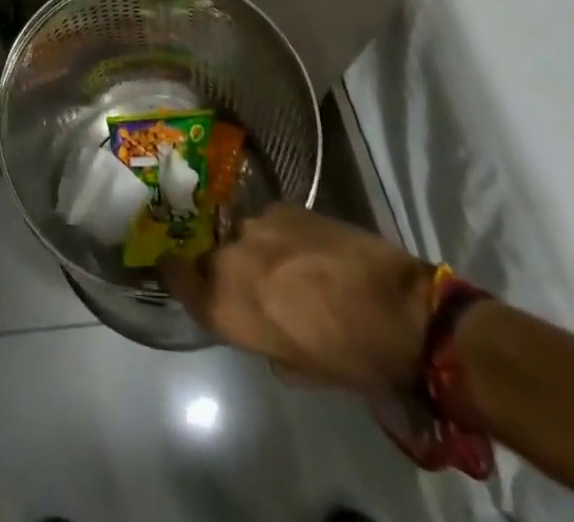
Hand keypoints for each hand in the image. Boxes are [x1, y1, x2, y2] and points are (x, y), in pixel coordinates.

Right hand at [162, 204, 432, 397]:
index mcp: (225, 305)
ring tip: (284, 264)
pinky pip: (267, 221)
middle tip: (250, 282)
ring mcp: (254, 224)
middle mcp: (228, 258)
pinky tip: (305, 248)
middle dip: (221, 267)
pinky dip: (279, 235)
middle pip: (209, 256)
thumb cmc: (349, 357)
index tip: (175, 271)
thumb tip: (259, 319)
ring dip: (253, 249)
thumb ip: (261, 338)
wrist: (399, 310)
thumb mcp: (297, 368)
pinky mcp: (283, 205)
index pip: (174, 276)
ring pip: (240, 235)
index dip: (174, 273)